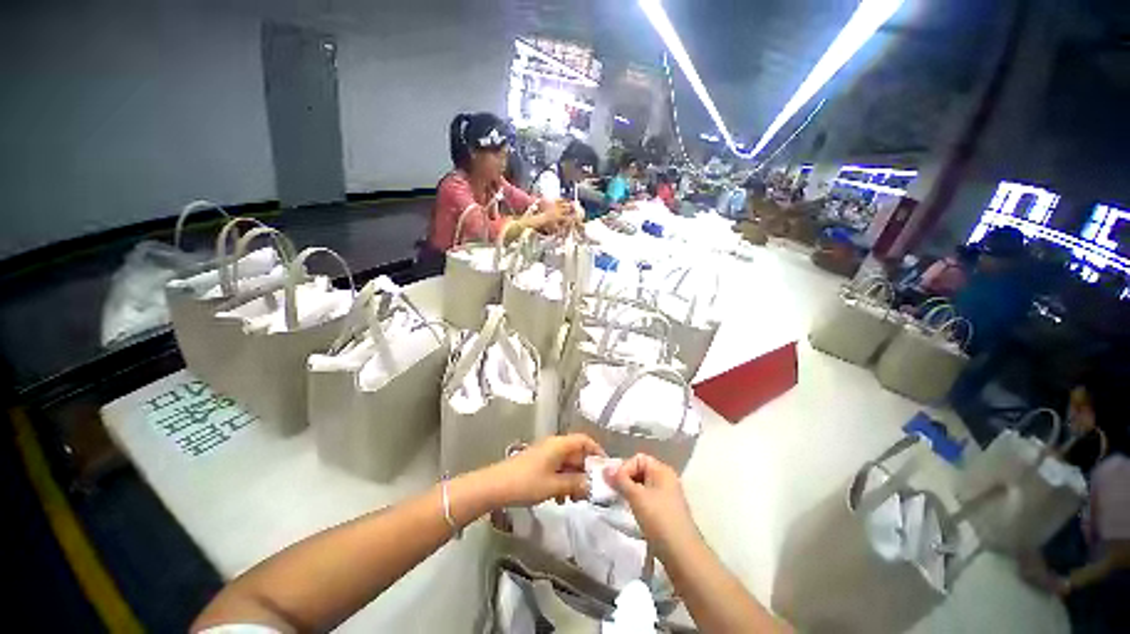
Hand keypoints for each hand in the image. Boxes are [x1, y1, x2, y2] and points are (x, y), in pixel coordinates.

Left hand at [481, 434, 603, 507]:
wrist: (495, 486)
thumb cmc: (527, 483)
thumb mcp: (554, 485)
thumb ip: (575, 484)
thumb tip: (593, 485)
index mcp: (560, 444)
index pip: (584, 440)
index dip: (596, 452)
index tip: (604, 469)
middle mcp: (554, 445)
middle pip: (576, 453)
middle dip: (585, 471)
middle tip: (591, 491)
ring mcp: (545, 454)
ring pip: (567, 463)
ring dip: (573, 478)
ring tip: (576, 498)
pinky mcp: (537, 463)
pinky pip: (556, 469)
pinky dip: (562, 481)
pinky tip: (560, 498)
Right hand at [605, 454, 698, 552]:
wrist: (682, 554)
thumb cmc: (659, 520)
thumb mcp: (636, 497)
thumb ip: (620, 481)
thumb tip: (605, 468)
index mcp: (662, 470)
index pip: (638, 458)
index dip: (624, 467)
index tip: (614, 483)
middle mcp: (666, 479)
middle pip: (640, 470)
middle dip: (625, 479)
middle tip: (614, 491)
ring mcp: (667, 495)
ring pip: (642, 485)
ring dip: (629, 491)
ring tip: (620, 502)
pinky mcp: (665, 511)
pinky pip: (647, 498)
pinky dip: (637, 501)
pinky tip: (630, 512)